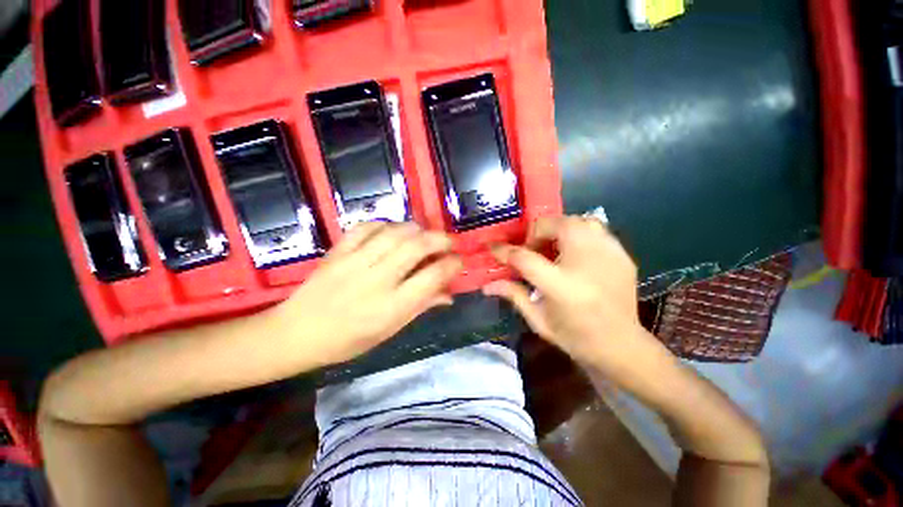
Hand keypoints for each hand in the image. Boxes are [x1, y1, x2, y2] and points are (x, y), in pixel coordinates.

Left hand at [271, 222, 461, 367]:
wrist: (296, 333)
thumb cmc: (348, 340)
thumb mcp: (390, 330)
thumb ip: (421, 307)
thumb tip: (449, 293)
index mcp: (392, 306)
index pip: (432, 276)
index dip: (452, 264)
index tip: (458, 261)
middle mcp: (377, 279)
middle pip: (417, 246)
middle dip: (440, 239)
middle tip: (449, 242)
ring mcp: (355, 261)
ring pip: (395, 232)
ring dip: (416, 229)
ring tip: (423, 235)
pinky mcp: (338, 250)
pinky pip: (367, 226)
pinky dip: (386, 224)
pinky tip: (392, 231)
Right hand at [484, 216, 665, 375]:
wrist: (622, 346)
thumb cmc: (575, 337)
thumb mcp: (538, 320)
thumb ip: (513, 294)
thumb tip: (487, 285)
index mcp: (561, 285)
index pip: (524, 257)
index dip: (504, 250)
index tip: (493, 247)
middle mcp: (586, 263)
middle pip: (554, 225)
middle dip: (536, 232)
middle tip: (532, 250)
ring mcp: (609, 255)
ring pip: (577, 220)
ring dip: (558, 229)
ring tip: (553, 248)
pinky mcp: (622, 255)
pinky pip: (595, 230)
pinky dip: (578, 234)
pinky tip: (575, 254)